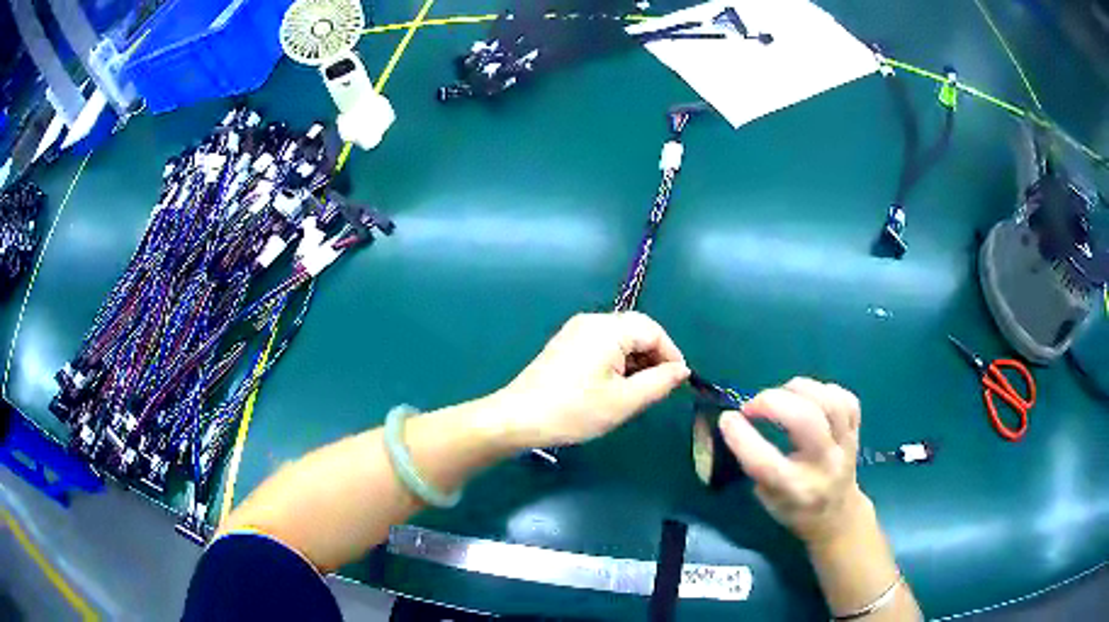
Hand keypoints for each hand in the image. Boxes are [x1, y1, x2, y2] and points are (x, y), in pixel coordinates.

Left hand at [495, 312, 689, 448]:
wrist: (518, 418)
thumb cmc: (574, 411)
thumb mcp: (624, 401)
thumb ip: (659, 382)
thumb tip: (682, 370)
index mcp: (608, 329)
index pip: (653, 330)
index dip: (671, 354)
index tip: (677, 382)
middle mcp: (592, 321)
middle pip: (636, 329)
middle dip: (653, 356)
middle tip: (659, 388)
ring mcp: (575, 331)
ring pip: (619, 337)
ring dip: (635, 360)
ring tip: (637, 391)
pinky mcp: (565, 344)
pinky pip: (602, 344)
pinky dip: (617, 360)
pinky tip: (614, 386)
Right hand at [719, 378, 867, 546]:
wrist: (837, 516)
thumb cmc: (794, 509)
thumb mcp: (767, 498)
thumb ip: (755, 464)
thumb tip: (736, 423)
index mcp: (795, 490)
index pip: (766, 462)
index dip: (741, 436)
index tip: (727, 419)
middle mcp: (824, 465)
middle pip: (806, 420)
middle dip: (773, 401)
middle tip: (753, 405)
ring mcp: (845, 446)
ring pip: (830, 402)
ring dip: (799, 389)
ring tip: (782, 394)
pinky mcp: (856, 432)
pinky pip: (846, 400)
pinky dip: (825, 391)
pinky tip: (809, 398)